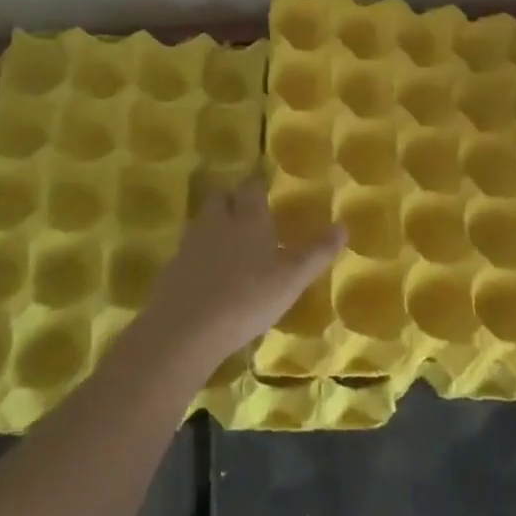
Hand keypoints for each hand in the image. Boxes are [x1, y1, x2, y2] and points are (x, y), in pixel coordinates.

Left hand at [142, 177, 342, 366]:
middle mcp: (217, 222)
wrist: (184, 330)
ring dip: (215, 226)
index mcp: (248, 217)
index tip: (265, 187)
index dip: (258, 184)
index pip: (251, 187)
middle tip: (247, 213)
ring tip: (231, 245)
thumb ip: (317, 252)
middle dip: (232, 200)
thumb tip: (343, 226)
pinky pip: (189, 252)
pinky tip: (211, 276)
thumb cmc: (247, 297)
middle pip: (221, 198)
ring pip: (203, 222)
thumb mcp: (292, 278)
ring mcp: (190, 245)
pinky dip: (200, 256)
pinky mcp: (172, 270)